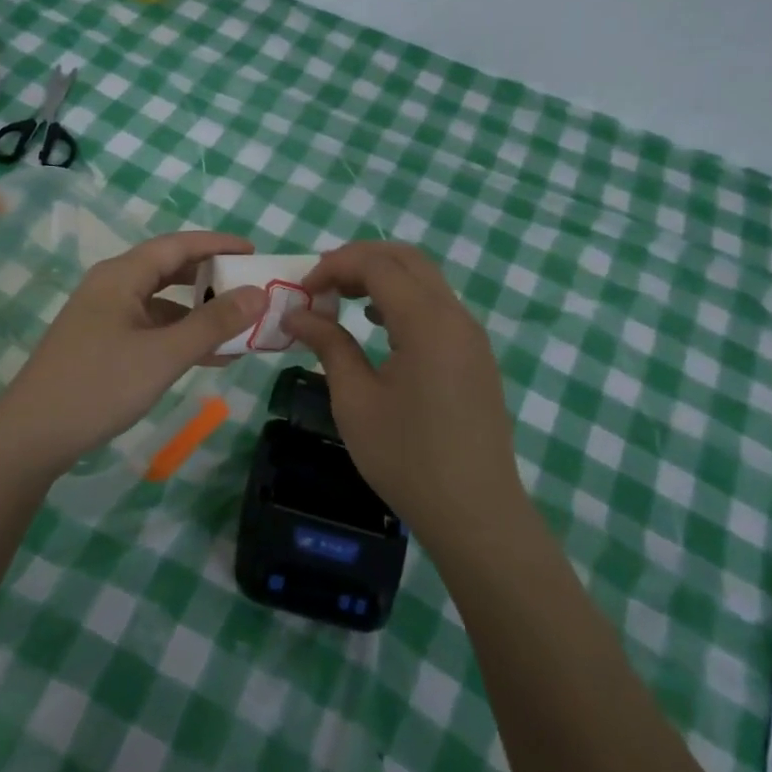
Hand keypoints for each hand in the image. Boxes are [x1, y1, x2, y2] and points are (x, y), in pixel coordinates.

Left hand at [0, 232, 265, 479]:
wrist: (32, 436)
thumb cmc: (99, 386)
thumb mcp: (164, 355)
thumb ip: (213, 324)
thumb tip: (258, 293)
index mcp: (121, 276)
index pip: (177, 245)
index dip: (217, 244)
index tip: (254, 251)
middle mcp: (111, 287)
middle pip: (168, 270)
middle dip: (210, 278)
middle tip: (249, 286)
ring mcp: (104, 317)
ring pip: (161, 303)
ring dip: (198, 313)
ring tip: (239, 326)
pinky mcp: (101, 344)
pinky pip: (150, 329)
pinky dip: (179, 336)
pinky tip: (208, 357)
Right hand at [288, 241, 520, 538]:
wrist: (475, 513)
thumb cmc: (407, 458)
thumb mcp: (355, 400)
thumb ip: (328, 345)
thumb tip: (296, 314)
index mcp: (427, 322)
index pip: (377, 265)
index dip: (334, 267)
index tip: (302, 292)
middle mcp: (456, 316)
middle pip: (406, 259)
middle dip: (358, 260)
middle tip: (321, 285)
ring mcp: (471, 335)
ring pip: (425, 279)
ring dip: (382, 277)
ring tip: (343, 301)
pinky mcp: (475, 355)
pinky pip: (437, 306)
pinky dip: (403, 299)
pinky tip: (378, 326)